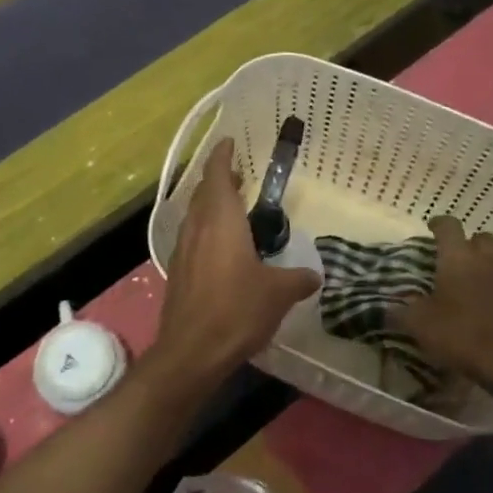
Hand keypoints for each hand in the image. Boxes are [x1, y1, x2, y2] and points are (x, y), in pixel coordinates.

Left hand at [149, 139, 319, 387]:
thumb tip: (314, 276)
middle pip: (203, 193)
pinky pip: (192, 239)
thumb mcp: (278, 293)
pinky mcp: (178, 273)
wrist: (191, 351)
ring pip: (195, 216)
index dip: (222, 156)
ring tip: (233, 209)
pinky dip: (206, 230)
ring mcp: (183, 251)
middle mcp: (197, 229)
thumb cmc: (236, 311)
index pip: (217, 176)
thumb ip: (297, 279)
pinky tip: (222, 249)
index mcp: (221, 222)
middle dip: (219, 180)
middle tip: (239, 176)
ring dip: (210, 205)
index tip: (229, 142)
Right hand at [394, 215, 492, 401]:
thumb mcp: (420, 325)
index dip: (438, 224)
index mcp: (458, 258)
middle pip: (481, 237)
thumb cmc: (462, 335)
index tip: (430, 229)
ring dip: (486, 264)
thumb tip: (387, 307)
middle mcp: (487, 261)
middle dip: (467, 242)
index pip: (449, 226)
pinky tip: (488, 305)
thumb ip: (401, 311)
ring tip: (472, 282)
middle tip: (453, 258)